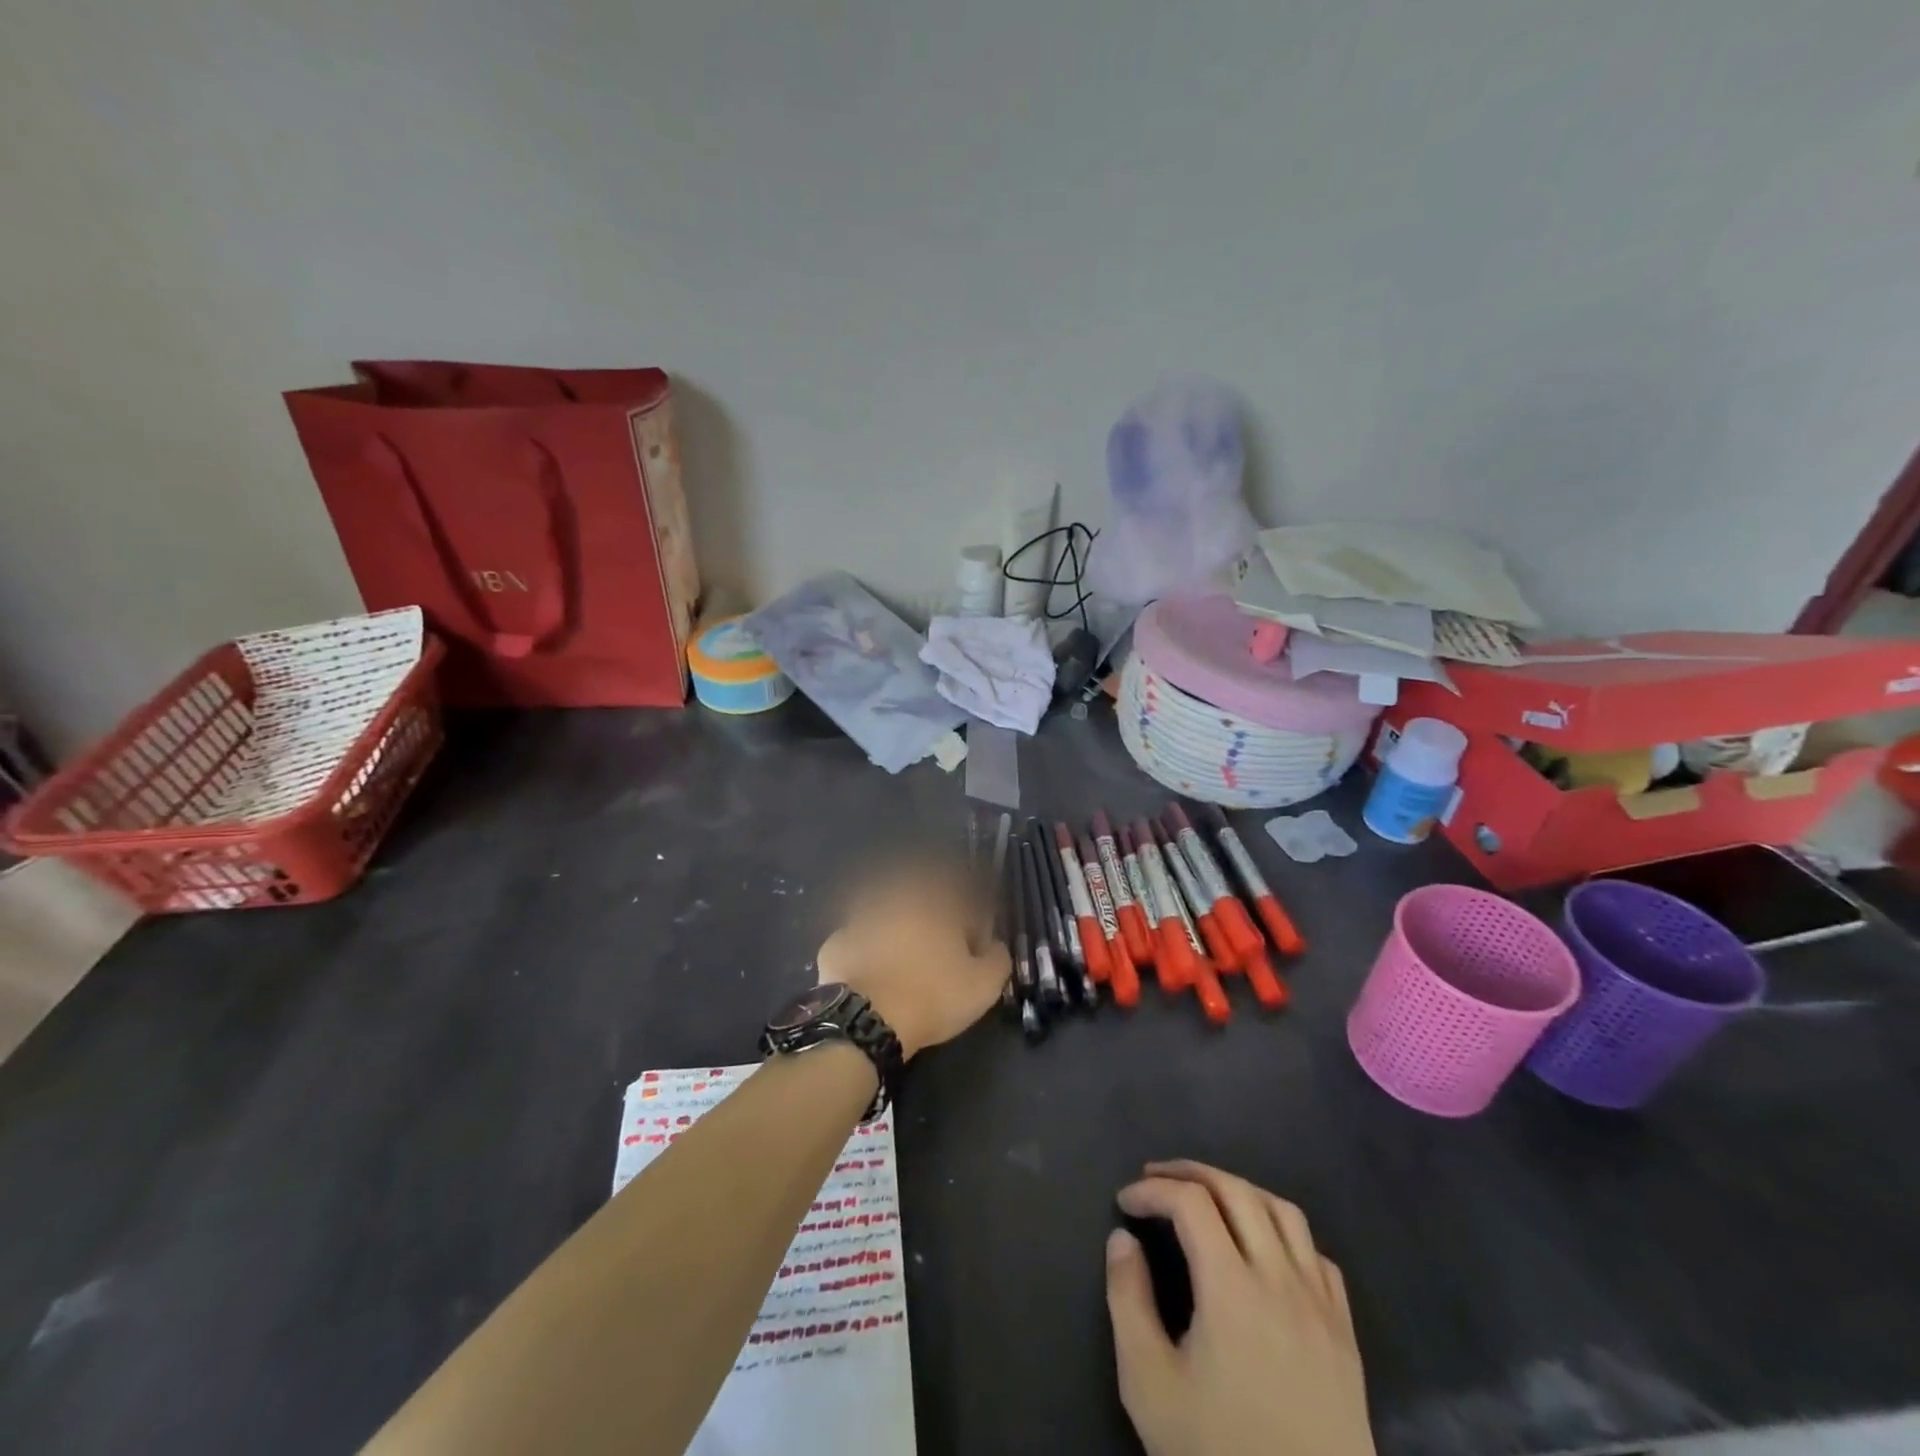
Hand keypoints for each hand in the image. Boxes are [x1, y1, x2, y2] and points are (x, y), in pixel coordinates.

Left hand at [816, 860, 1009, 1059]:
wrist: (865, 1020)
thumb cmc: (931, 997)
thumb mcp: (983, 985)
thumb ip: (997, 957)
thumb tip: (994, 945)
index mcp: (934, 901)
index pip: (960, 884)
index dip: (970, 903)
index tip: (975, 927)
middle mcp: (895, 898)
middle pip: (918, 890)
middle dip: (931, 907)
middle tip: (939, 940)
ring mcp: (860, 917)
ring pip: (883, 910)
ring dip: (896, 923)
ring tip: (904, 956)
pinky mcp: (835, 941)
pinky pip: (858, 937)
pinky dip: (867, 947)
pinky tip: (873, 970)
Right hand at [1106, 1161, 1374, 1455]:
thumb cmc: (1218, 1453)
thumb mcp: (1150, 1385)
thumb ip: (1128, 1301)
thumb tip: (1122, 1239)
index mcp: (1232, 1287)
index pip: (1190, 1202)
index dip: (1152, 1189)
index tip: (1125, 1202)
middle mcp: (1280, 1279)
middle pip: (1236, 1190)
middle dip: (1190, 1173)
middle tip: (1156, 1178)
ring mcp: (1320, 1305)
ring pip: (1283, 1211)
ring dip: (1239, 1191)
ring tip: (1208, 1199)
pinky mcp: (1345, 1334)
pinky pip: (1318, 1256)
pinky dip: (1284, 1233)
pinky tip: (1266, 1251)